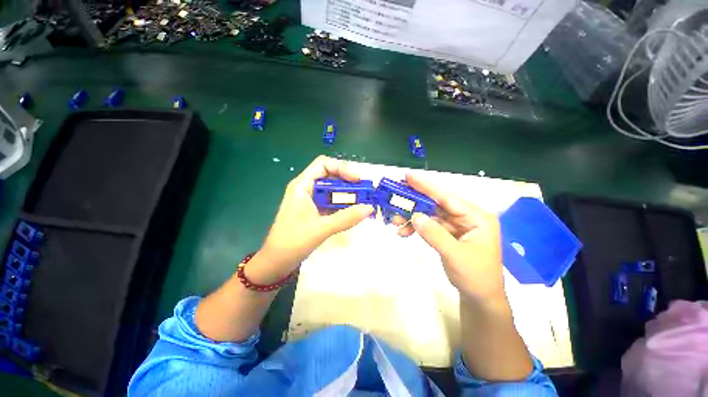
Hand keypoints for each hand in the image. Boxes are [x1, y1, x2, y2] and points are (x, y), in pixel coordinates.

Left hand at [249, 156, 373, 284]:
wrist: (275, 263)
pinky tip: (353, 211)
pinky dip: (342, 205)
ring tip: (363, 201)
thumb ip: (346, 218)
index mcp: (302, 186)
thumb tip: (369, 208)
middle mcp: (306, 189)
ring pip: (331, 190)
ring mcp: (309, 201)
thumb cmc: (292, 242)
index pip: (323, 164)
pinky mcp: (313, 212)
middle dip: (348, 182)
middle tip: (365, 191)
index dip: (342, 168)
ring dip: (347, 194)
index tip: (357, 180)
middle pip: (329, 176)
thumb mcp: (322, 229)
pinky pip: (330, 203)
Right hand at [394, 174, 505, 302]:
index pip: (448, 197)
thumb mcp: (455, 255)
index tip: (408, 177)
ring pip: (430, 214)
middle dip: (415, 203)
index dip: (426, 187)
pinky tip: (403, 232)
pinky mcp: (448, 233)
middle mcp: (467, 217)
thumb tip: (415, 215)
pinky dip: (416, 227)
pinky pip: (429, 225)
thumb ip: (434, 234)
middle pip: (436, 204)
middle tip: (395, 199)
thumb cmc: (475, 277)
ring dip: (412, 217)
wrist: (480, 298)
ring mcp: (457, 225)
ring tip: (395, 221)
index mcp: (477, 217)